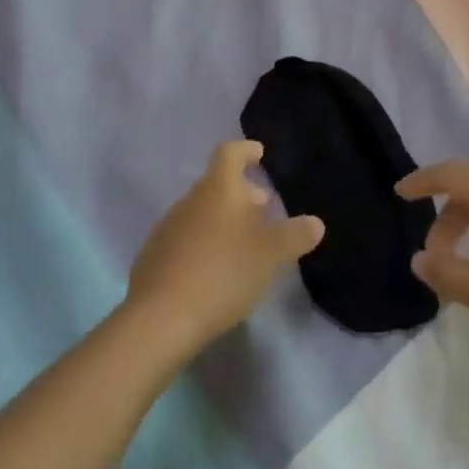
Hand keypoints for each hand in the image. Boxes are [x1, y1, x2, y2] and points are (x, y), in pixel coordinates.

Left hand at [124, 140, 324, 364]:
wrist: (160, 318)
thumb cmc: (223, 272)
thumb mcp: (271, 255)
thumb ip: (295, 235)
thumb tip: (315, 222)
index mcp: (218, 189)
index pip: (230, 153)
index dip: (246, 150)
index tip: (259, 153)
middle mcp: (189, 200)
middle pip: (217, 185)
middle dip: (242, 193)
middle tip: (264, 208)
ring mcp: (167, 228)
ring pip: (201, 212)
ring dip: (223, 220)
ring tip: (244, 243)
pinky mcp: (154, 257)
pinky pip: (186, 238)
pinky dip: (205, 243)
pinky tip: (216, 269)